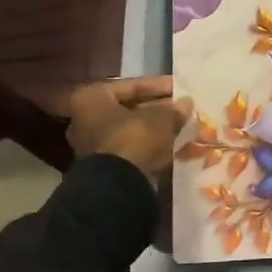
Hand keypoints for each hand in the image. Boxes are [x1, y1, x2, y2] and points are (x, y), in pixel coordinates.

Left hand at [67, 76, 190, 182]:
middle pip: (129, 108)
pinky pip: (130, 146)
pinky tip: (170, 143)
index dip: (159, 85)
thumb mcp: (161, 119)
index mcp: (91, 98)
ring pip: (130, 129)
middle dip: (157, 108)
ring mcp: (91, 144)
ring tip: (180, 125)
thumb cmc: (134, 139)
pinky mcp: (103, 165)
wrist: (118, 185)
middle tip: (181, 107)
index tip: (180, 87)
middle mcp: (84, 118)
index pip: (131, 85)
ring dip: (154, 127)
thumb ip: (174, 109)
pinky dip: (148, 144)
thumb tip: (186, 104)